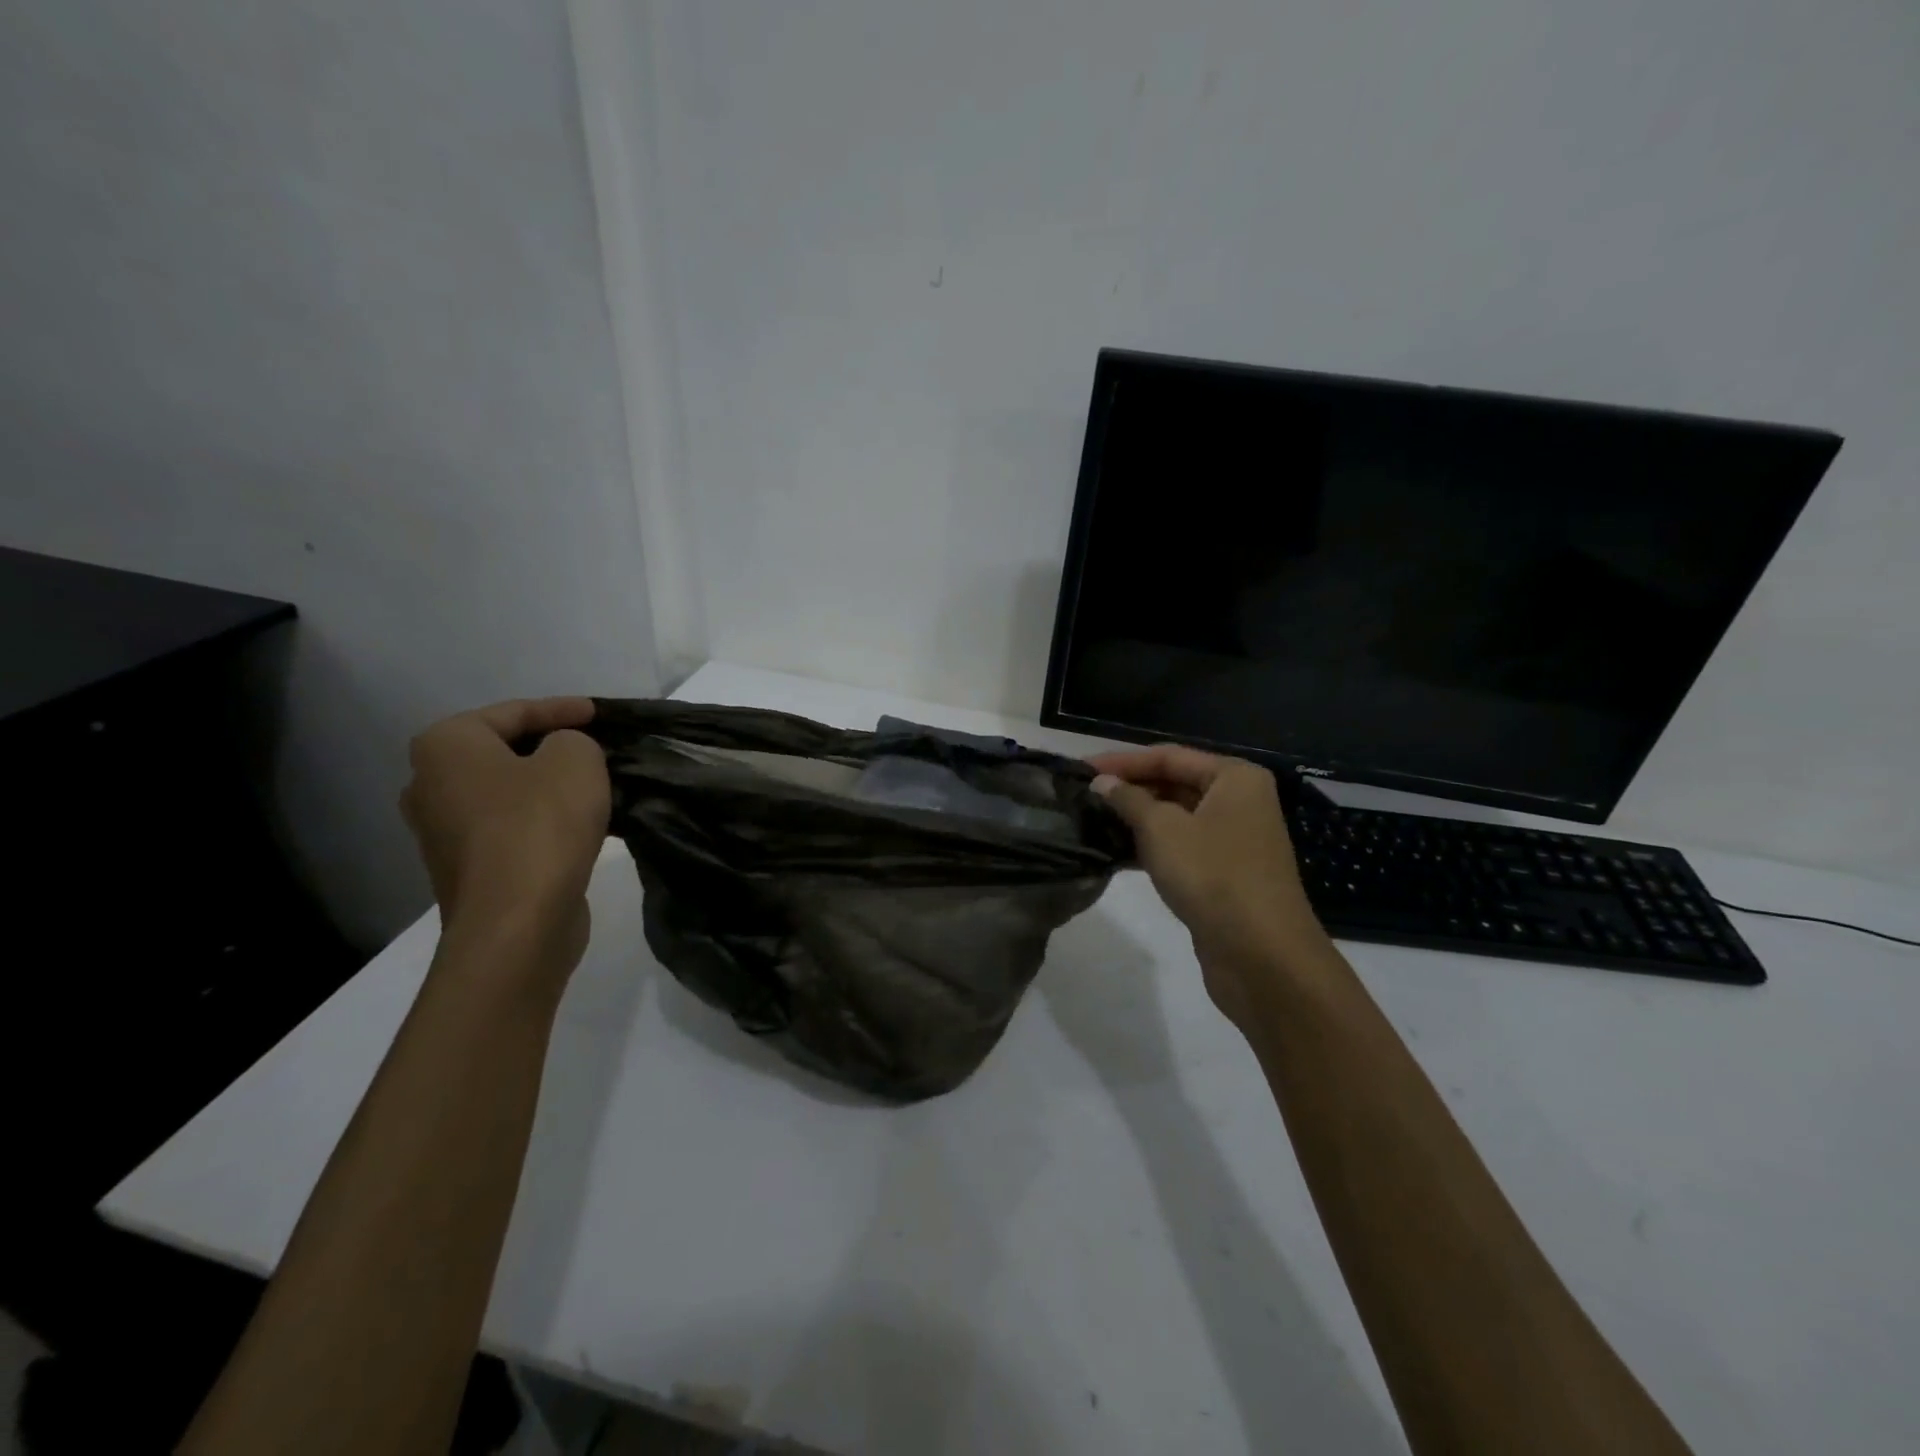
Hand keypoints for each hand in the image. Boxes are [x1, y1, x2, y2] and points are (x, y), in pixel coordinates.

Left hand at [400, 698, 610, 976]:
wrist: (516, 923)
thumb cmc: (541, 826)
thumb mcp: (576, 760)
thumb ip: (573, 740)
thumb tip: (563, 755)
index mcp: (446, 746)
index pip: (512, 712)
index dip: (561, 709)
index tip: (600, 713)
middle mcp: (429, 784)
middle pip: (503, 752)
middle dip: (550, 748)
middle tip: (595, 748)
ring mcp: (442, 832)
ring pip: (507, 792)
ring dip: (549, 787)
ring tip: (596, 786)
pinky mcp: (466, 870)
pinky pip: (510, 828)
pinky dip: (543, 820)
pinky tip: (580, 825)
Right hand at [1090, 745, 1330, 1028]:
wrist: (1262, 956)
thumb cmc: (1213, 876)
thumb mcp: (1162, 830)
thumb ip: (1128, 800)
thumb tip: (1101, 782)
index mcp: (1234, 777)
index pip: (1168, 756)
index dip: (1122, 761)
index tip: (1080, 770)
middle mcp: (1238, 801)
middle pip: (1173, 783)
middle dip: (1129, 789)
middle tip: (1082, 796)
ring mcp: (1233, 840)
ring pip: (1174, 817)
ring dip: (1135, 819)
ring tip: (1090, 821)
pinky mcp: (1223, 874)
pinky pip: (1180, 847)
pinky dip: (1150, 847)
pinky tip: (1114, 853)